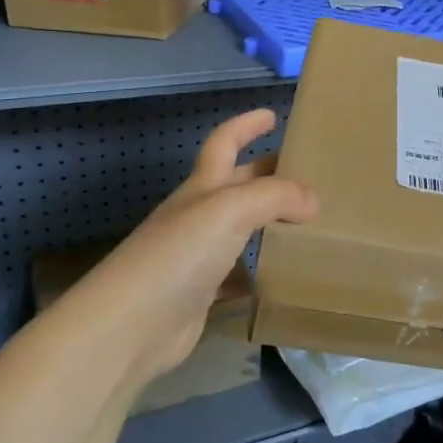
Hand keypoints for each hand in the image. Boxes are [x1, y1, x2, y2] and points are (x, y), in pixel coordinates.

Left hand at [67, 109, 317, 383]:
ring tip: (310, 225)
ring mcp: (197, 257)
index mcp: (203, 187)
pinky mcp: (201, 295)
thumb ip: (276, 196)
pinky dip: (260, 272)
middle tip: (309, 174)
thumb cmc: (179, 254)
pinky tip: (283, 276)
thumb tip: (312, 201)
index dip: (246, 125)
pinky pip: (238, 276)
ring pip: (241, 230)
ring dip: (270, 224)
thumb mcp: (230, 210)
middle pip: (238, 185)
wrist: (129, 327)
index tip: (272, 114)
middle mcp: (198, 216)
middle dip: (268, 174)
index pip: (224, 142)